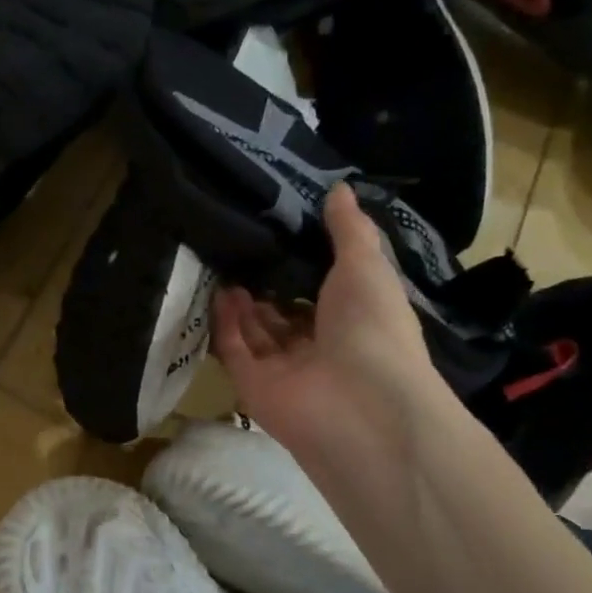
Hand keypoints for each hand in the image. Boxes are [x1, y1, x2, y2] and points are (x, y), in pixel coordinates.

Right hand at [213, 185, 446, 457]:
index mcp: (354, 322)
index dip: (303, 266)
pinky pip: (235, 350)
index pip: (323, 293)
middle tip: (240, 246)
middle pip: (285, 314)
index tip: (279, 232)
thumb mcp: (367, 267)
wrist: (361, 404)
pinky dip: (226, 324)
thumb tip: (339, 188)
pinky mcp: (253, 386)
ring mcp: (285, 370)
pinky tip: (218, 291)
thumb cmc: (373, 329)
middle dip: (266, 285)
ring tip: (224, 262)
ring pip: (256, 332)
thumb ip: (349, 230)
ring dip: (242, 302)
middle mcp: (319, 347)